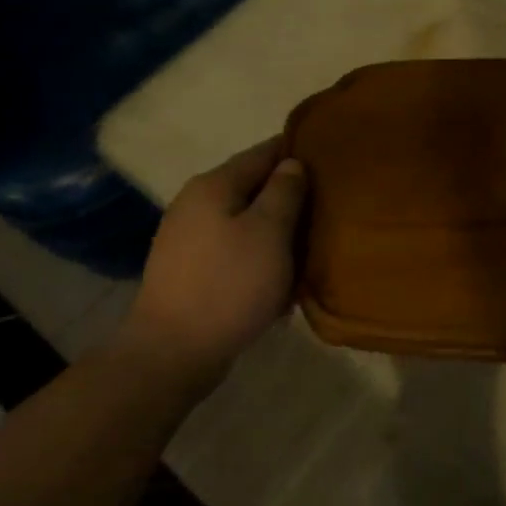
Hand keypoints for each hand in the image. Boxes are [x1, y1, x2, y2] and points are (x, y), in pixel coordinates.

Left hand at [124, 139, 308, 372]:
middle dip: (290, 197)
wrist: (172, 353)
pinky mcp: (191, 271)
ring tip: (310, 249)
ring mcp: (189, 239)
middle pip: (254, 188)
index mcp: (214, 185)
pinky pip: (235, 252)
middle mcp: (196, 204)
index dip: (298, 152)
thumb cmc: (229, 284)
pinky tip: (280, 282)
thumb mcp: (269, 232)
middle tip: (328, 211)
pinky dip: (259, 259)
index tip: (332, 162)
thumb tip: (292, 164)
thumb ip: (285, 192)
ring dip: (277, 233)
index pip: (264, 152)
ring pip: (246, 222)